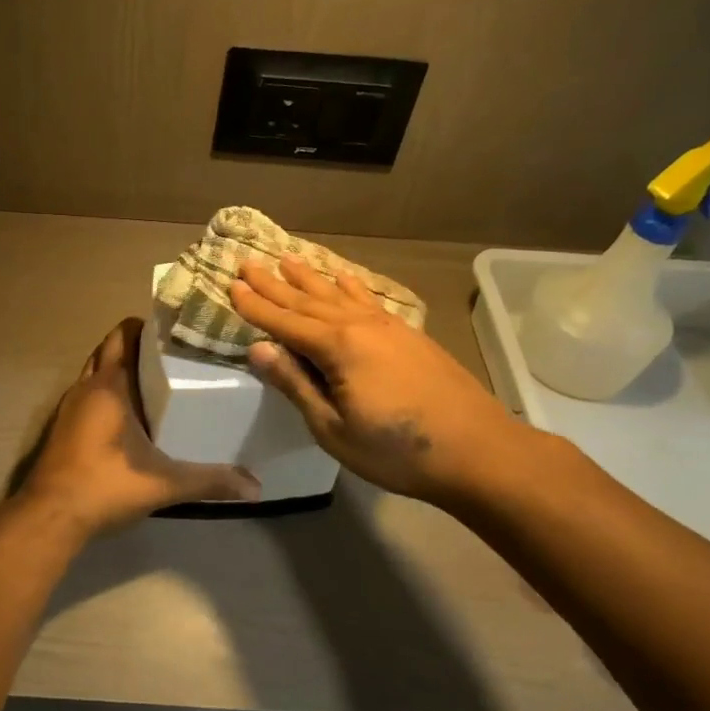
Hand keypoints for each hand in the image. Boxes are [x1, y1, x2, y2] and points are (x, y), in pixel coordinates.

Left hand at [19, 318, 260, 534]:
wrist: (50, 516)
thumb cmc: (105, 484)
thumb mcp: (164, 483)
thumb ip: (209, 481)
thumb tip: (256, 487)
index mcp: (109, 385)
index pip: (124, 334)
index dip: (147, 326)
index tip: (177, 331)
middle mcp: (86, 387)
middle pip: (109, 348)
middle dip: (136, 345)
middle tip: (172, 355)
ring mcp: (69, 407)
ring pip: (95, 371)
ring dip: (119, 368)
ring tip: (155, 379)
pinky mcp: (62, 427)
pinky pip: (87, 394)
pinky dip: (106, 392)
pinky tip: (129, 414)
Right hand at [230, 256, 535, 507]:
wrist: (478, 450)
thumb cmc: (396, 451)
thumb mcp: (333, 428)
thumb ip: (296, 385)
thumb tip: (258, 349)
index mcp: (338, 348)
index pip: (284, 322)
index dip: (256, 306)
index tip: (231, 286)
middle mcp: (360, 326)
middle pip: (308, 301)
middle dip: (275, 284)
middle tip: (248, 262)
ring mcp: (388, 327)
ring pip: (338, 295)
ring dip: (310, 278)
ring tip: (287, 259)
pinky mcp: (409, 335)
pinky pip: (369, 300)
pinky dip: (351, 287)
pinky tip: (343, 277)